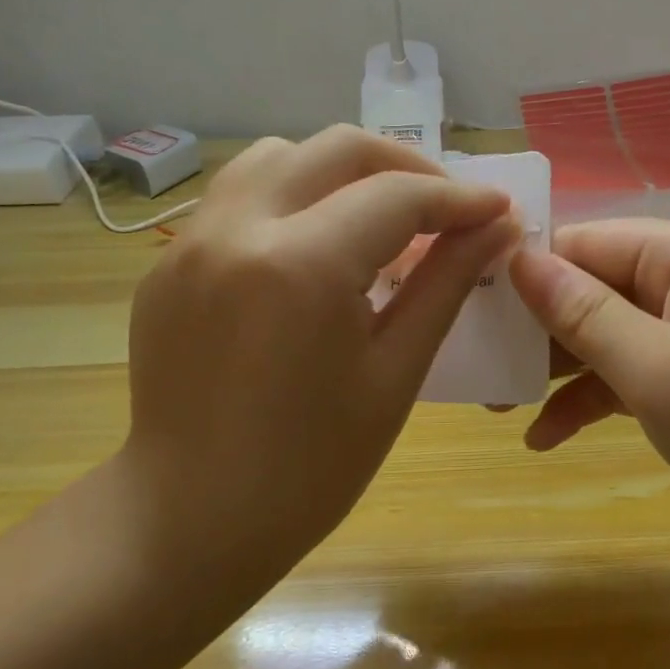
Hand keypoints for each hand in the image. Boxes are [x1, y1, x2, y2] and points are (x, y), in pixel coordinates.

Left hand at [116, 127, 520, 583]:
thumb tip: (499, 228)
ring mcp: (192, 241)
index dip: (459, 198)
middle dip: (405, 166)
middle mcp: (237, 229)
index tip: (499, 210)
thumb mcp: (396, 372)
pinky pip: (240, 196)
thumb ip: (447, 283)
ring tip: (377, 220)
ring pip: (279, 156)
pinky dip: (293, 198)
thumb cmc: (311, 467)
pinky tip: (316, 251)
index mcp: (300, 265)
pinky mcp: (170, 261)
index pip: (397, 196)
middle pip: (336, 149)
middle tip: (445, 208)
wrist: (189, 520)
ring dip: (340, 172)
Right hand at [508, 219, 669, 562]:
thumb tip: (520, 258)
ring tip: (497, 402)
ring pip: (610, 333)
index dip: (530, 267)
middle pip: (597, 286)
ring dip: (558, 368)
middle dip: (538, 326)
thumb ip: (583, 312)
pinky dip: (594, 398)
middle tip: (478, 361)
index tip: (470, 301)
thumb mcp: (656, 369)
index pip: (590, 241)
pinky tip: (546, 438)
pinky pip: (635, 373)